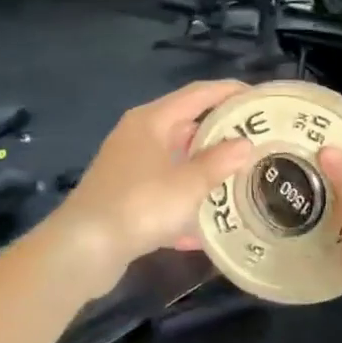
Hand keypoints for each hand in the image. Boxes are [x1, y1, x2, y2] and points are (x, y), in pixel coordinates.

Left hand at [47, 80, 254, 298]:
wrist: (82, 251)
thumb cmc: (139, 205)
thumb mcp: (188, 185)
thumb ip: (219, 162)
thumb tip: (245, 144)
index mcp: (152, 120)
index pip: (199, 94)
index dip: (230, 91)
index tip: (259, 98)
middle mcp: (139, 136)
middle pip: (187, 125)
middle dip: (221, 133)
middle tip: (256, 140)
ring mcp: (129, 167)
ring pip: (176, 160)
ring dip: (204, 169)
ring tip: (239, 177)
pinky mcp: (124, 197)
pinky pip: (164, 191)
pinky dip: (185, 202)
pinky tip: (207, 227)